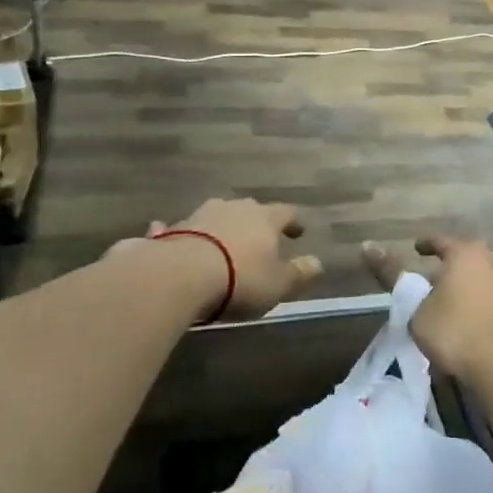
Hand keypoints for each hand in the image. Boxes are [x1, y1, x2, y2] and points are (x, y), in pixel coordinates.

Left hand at [162, 198, 320, 321]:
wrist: (180, 274)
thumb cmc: (240, 279)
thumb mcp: (278, 284)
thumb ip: (299, 273)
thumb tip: (317, 262)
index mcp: (266, 218)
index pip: (286, 213)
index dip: (293, 223)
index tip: (298, 232)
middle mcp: (236, 208)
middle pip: (251, 210)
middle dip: (256, 223)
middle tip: (260, 238)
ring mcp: (202, 214)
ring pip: (218, 215)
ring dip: (223, 226)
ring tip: (223, 242)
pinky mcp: (175, 228)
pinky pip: (185, 228)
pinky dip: (187, 234)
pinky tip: (175, 237)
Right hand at [362, 236, 492, 379]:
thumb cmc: (453, 330)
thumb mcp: (414, 306)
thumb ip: (392, 276)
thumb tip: (366, 244)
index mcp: (465, 255)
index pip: (442, 241)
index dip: (428, 244)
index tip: (417, 248)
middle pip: (473, 255)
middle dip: (459, 262)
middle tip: (442, 273)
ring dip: (489, 279)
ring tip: (476, 287)